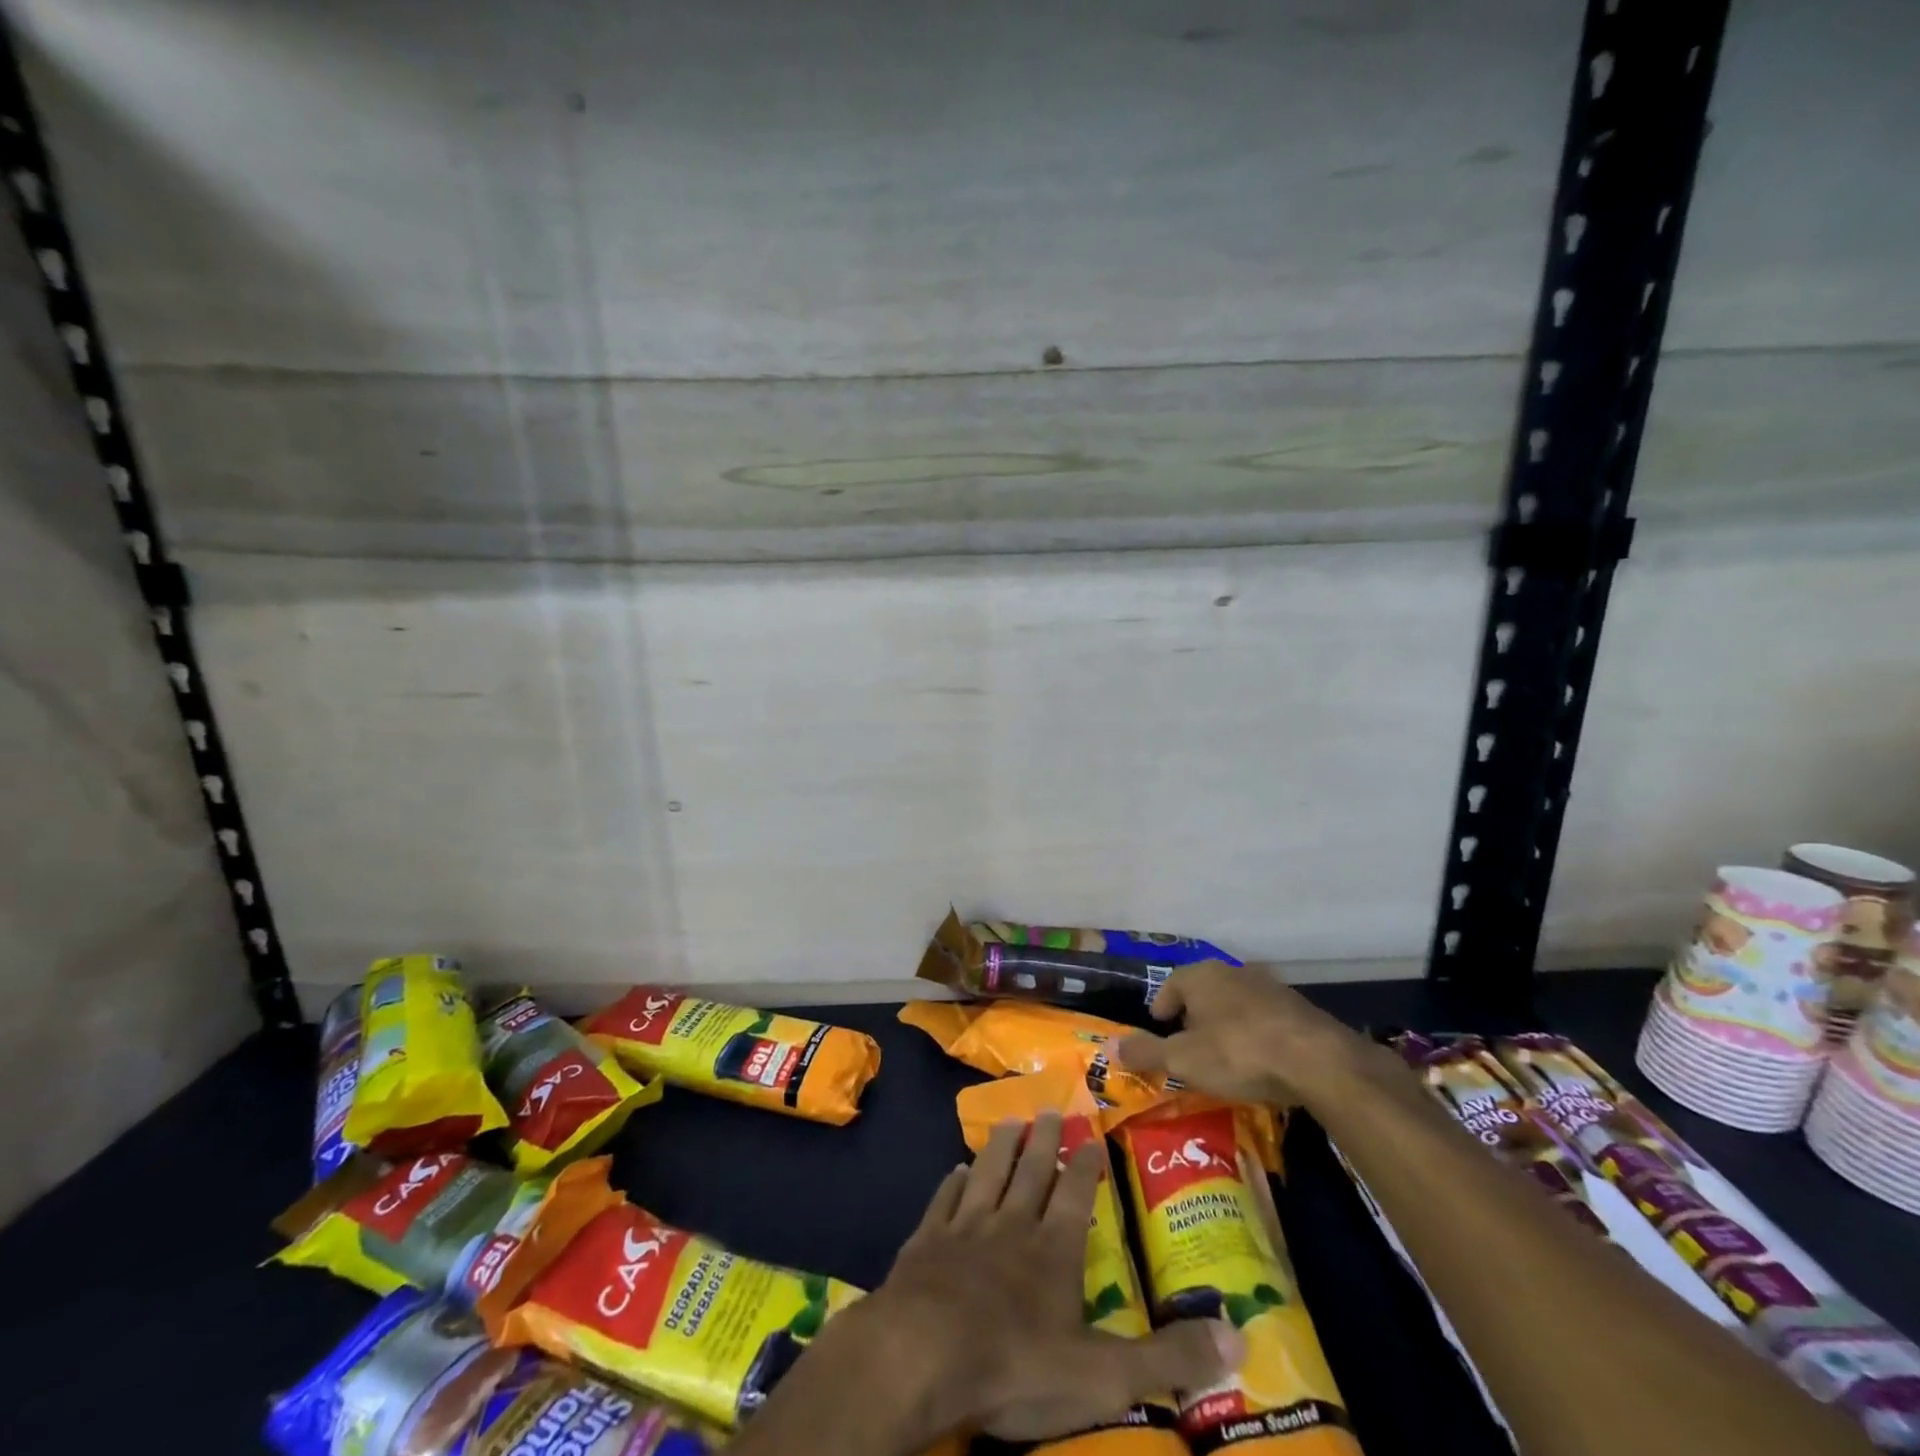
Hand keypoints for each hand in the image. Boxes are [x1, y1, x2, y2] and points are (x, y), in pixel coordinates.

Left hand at [859, 1112, 1239, 1443]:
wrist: (925, 1351)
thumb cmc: (1017, 1361)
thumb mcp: (1105, 1374)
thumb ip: (1168, 1357)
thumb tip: (1239, 1336)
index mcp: (1053, 1249)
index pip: (1075, 1195)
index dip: (1085, 1166)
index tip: (1091, 1136)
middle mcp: (1011, 1226)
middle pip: (1030, 1172)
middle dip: (1042, 1140)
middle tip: (1048, 1109)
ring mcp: (964, 1229)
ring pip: (987, 1175)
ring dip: (998, 1148)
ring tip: (1007, 1121)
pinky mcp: (926, 1242)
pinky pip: (942, 1202)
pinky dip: (950, 1184)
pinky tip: (954, 1171)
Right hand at [1116, 959, 1374, 1107]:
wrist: (1317, 1059)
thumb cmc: (1238, 1052)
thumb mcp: (1183, 1059)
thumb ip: (1146, 1053)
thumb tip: (1110, 1049)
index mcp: (1201, 975)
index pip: (1171, 984)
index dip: (1162, 1006)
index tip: (1160, 1028)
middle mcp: (1233, 972)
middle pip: (1204, 991)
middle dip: (1194, 1016)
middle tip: (1188, 1045)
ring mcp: (1269, 987)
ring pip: (1235, 1003)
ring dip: (1226, 1024)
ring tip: (1223, 1054)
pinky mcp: (1298, 1008)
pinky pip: (1264, 1018)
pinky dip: (1255, 1034)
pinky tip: (1258, 1060)